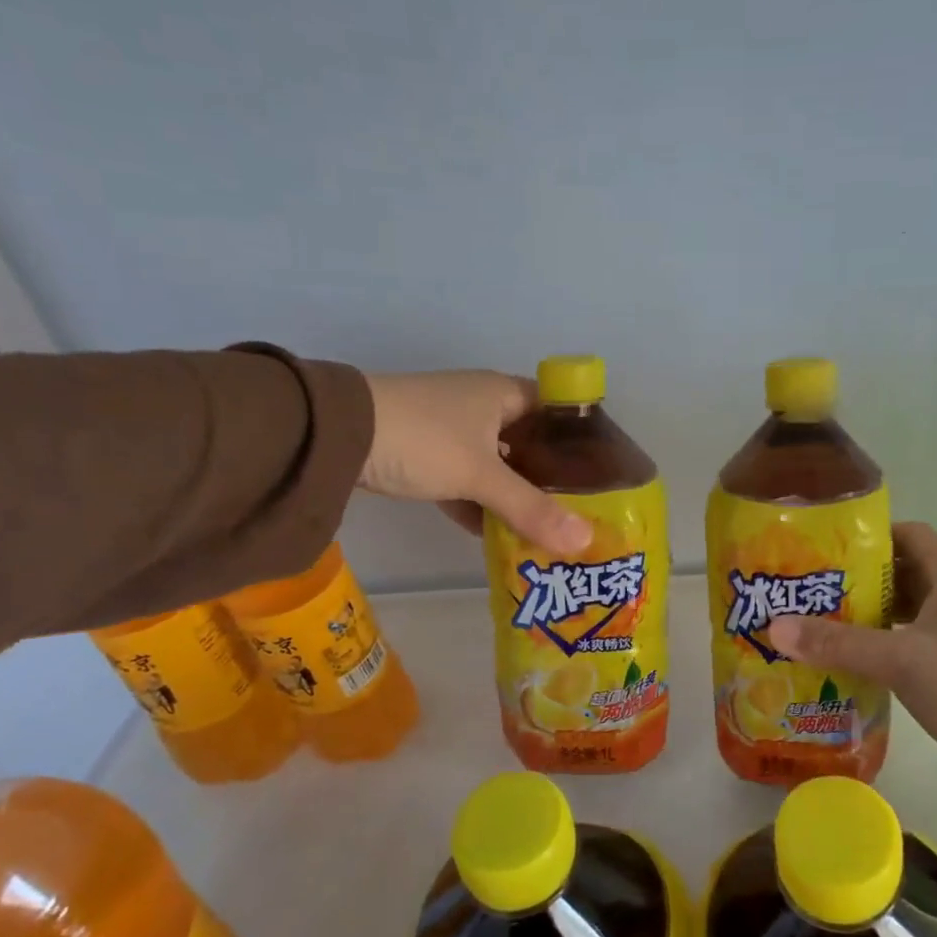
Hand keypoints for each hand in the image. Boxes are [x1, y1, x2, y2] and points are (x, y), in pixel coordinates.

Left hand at [359, 371, 592, 556]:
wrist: (336, 436)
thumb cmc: (423, 439)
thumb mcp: (480, 475)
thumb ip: (531, 509)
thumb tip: (583, 543)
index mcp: (502, 394)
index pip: (556, 410)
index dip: (580, 439)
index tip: (601, 475)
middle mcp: (481, 406)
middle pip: (528, 443)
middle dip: (550, 478)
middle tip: (579, 512)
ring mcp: (451, 431)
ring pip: (496, 465)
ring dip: (514, 496)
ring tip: (546, 530)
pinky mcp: (425, 455)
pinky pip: (466, 482)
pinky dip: (479, 506)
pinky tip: (495, 537)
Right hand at [766, 522, 936, 810]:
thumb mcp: (899, 661)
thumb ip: (837, 643)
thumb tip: (774, 626)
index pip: (909, 534)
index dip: (870, 536)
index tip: (826, 549)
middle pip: (905, 571)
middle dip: (860, 579)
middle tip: (814, 589)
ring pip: (911, 609)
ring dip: (873, 614)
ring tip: (825, 623)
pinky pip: (919, 640)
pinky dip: (889, 642)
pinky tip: (857, 660)